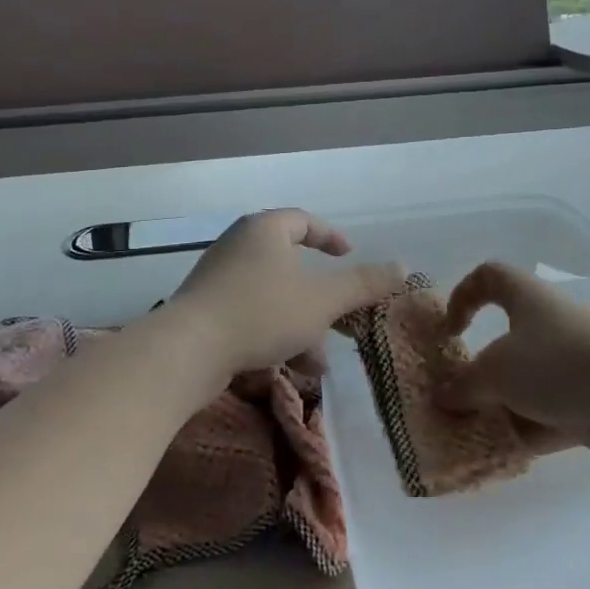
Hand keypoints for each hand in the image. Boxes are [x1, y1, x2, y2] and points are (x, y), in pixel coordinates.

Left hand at [169, 209, 405, 374]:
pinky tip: (291, 368)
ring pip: (273, 297)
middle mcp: (238, 246)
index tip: (349, 255)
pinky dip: (275, 334)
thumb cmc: (261, 312)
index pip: (303, 220)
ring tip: (319, 362)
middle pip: (289, 265)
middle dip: (320, 298)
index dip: (330, 236)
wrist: (188, 350)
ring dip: (301, 325)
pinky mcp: (206, 311)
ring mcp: (218, 279)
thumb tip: (401, 266)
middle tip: (340, 317)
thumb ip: (362, 284)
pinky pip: (251, 315)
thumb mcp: (322, 300)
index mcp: (264, 230)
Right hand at [437, 262, 589, 470]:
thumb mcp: (497, 373)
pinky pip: (546, 416)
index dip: (463, 296)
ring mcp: (572, 367)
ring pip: (525, 383)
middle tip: (455, 396)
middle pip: (506, 340)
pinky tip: (499, 454)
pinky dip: (525, 433)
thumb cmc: (559, 365)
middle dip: (478, 370)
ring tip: (470, 433)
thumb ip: (464, 386)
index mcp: (528, 300)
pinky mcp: (589, 403)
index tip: (450, 332)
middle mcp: (550, 327)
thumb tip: (441, 396)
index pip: (490, 278)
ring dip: (498, 406)